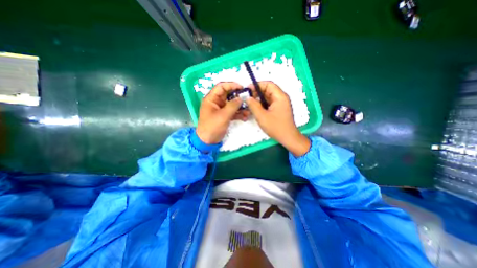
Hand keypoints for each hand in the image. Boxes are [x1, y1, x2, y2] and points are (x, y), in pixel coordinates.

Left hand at [197, 81, 250, 143]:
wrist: (208, 141)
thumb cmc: (212, 127)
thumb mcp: (223, 116)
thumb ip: (233, 106)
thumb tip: (241, 98)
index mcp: (211, 99)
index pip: (221, 87)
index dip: (231, 85)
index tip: (242, 87)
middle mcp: (216, 102)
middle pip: (228, 95)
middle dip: (238, 97)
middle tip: (247, 99)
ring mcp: (221, 109)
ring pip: (232, 104)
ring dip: (240, 107)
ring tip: (248, 111)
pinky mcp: (224, 116)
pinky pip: (233, 112)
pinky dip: (239, 114)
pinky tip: (245, 117)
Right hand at [244, 81, 310, 156]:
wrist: (288, 138)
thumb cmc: (276, 127)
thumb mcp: (262, 116)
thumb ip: (253, 105)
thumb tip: (248, 98)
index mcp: (280, 96)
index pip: (268, 84)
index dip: (257, 85)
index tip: (248, 89)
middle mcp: (282, 98)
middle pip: (268, 90)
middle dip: (257, 92)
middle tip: (248, 98)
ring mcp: (281, 104)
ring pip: (268, 97)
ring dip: (259, 99)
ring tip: (250, 103)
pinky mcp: (279, 109)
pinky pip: (270, 103)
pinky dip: (263, 104)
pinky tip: (256, 108)